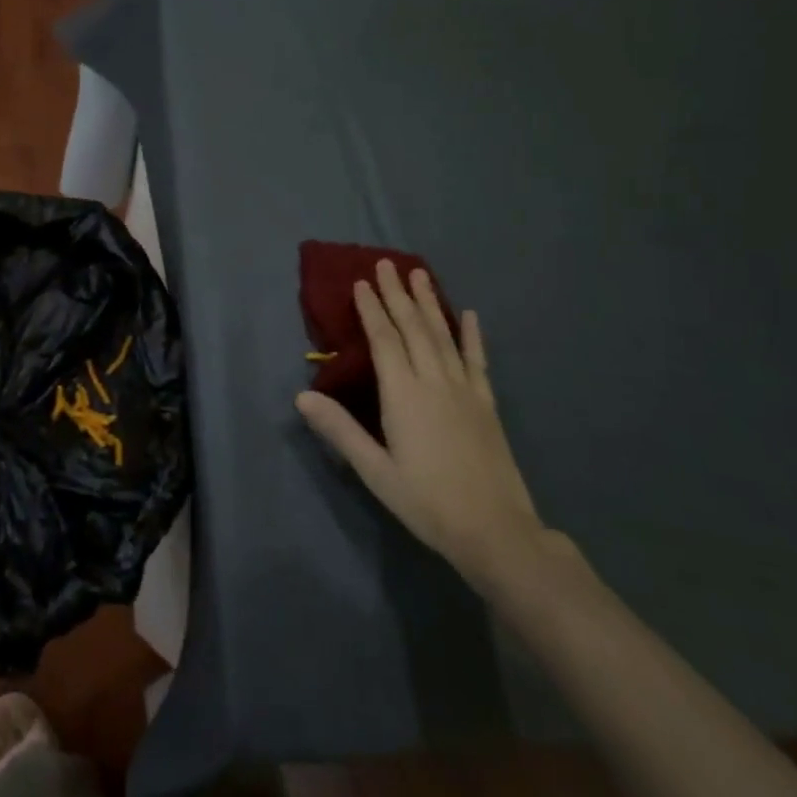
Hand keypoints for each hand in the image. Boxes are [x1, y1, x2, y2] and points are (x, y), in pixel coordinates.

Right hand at [296, 262, 544, 589]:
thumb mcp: (375, 471)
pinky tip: (469, 314)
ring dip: (429, 303)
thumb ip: (340, 431)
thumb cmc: (426, 502)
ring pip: (443, 336)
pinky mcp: (486, 404)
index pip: (384, 340)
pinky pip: (476, 360)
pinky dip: (472, 335)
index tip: (361, 283)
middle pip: (413, 328)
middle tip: (386, 264)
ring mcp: (465, 390)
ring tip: (420, 274)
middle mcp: (435, 382)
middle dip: (398, 294)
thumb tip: (301, 397)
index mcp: (404, 395)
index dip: (372, 310)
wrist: (496, 532)